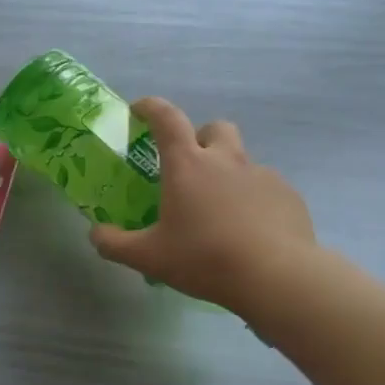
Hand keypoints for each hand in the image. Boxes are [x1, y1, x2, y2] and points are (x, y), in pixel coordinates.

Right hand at [89, 98, 316, 315]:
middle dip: (199, 139)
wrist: (275, 277)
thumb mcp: (147, 257)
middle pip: (214, 128)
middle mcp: (226, 160)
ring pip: (241, 160)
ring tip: (217, 212)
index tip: (138, 110)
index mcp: (187, 166)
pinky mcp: (288, 195)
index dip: (150, 108)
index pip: (167, 119)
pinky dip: (251, 200)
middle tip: (188, 169)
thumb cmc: (203, 258)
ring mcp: (262, 175)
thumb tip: (96, 233)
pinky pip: (264, 188)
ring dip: (225, 174)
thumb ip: (114, 243)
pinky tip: (246, 231)